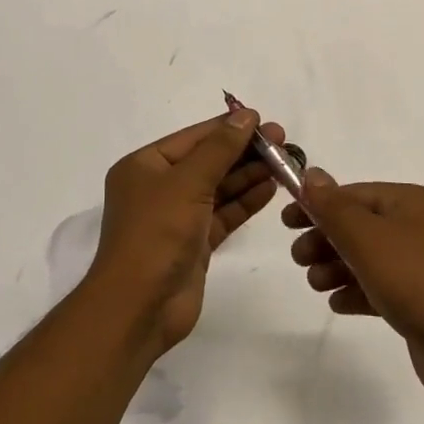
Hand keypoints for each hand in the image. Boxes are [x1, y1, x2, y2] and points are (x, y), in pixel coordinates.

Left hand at [89, 109, 284, 353]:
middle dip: (243, 151)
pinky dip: (245, 201)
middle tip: (283, 143)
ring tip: (284, 163)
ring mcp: (177, 217)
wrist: (139, 307)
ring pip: (218, 188)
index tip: (264, 120)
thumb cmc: (156, 233)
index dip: (228, 127)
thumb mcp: (188, 182)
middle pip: (207, 161)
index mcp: (145, 165)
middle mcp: (159, 187)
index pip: (193, 137)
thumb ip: (220, 148)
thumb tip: (246, 115)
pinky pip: (223, 214)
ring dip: (248, 175)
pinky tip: (270, 188)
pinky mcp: (194, 243)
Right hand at [283, 172, 423, 413]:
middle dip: (326, 239)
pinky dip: (357, 291)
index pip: (355, 194)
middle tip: (297, 257)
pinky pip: (382, 288)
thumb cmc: (419, 283)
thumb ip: (334, 207)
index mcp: (412, 203)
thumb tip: (311, 174)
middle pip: (360, 225)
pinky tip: (337, 304)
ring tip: (315, 283)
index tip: (286, 221)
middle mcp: (420, 228)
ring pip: (369, 258)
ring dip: (337, 266)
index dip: (318, 204)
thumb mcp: (368, 239)